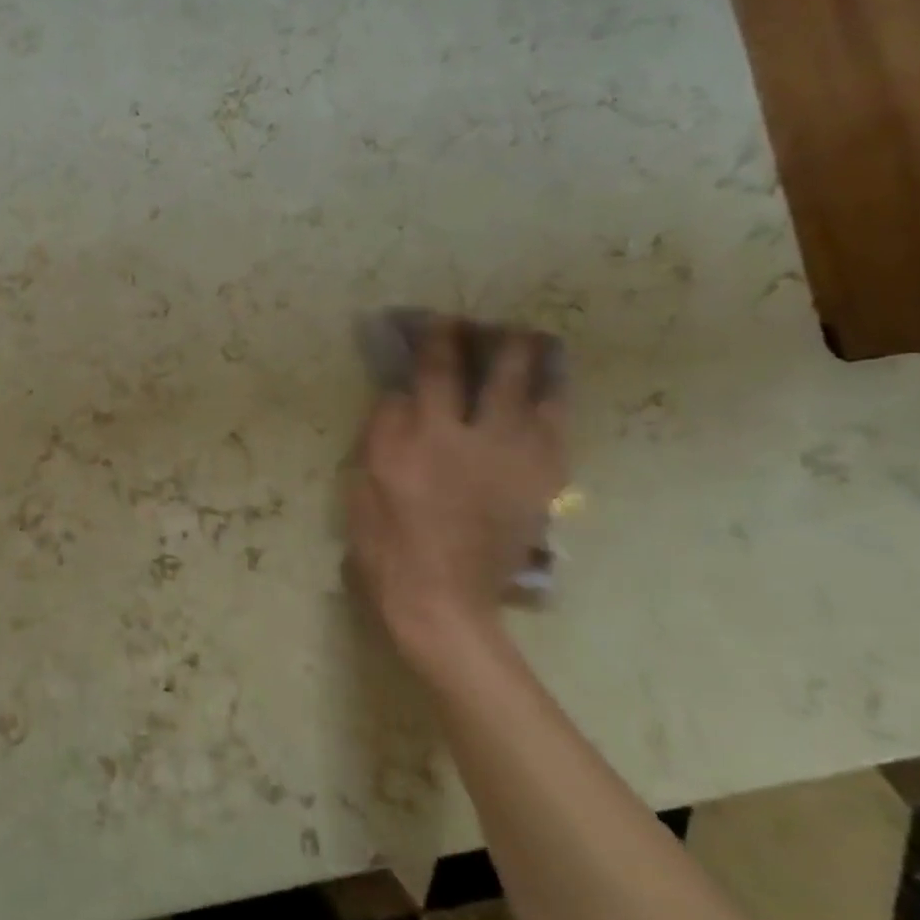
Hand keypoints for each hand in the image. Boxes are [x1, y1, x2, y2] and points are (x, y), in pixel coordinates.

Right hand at [347, 315, 567, 663]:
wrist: (442, 600)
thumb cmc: (386, 541)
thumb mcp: (364, 481)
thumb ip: (384, 430)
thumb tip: (403, 393)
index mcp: (425, 438)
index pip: (436, 370)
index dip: (438, 337)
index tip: (439, 320)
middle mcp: (478, 439)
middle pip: (500, 373)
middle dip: (498, 341)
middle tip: (495, 327)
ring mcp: (517, 462)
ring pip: (539, 396)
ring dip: (535, 365)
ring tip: (534, 346)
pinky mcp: (541, 487)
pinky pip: (556, 432)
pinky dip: (552, 407)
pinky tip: (547, 397)